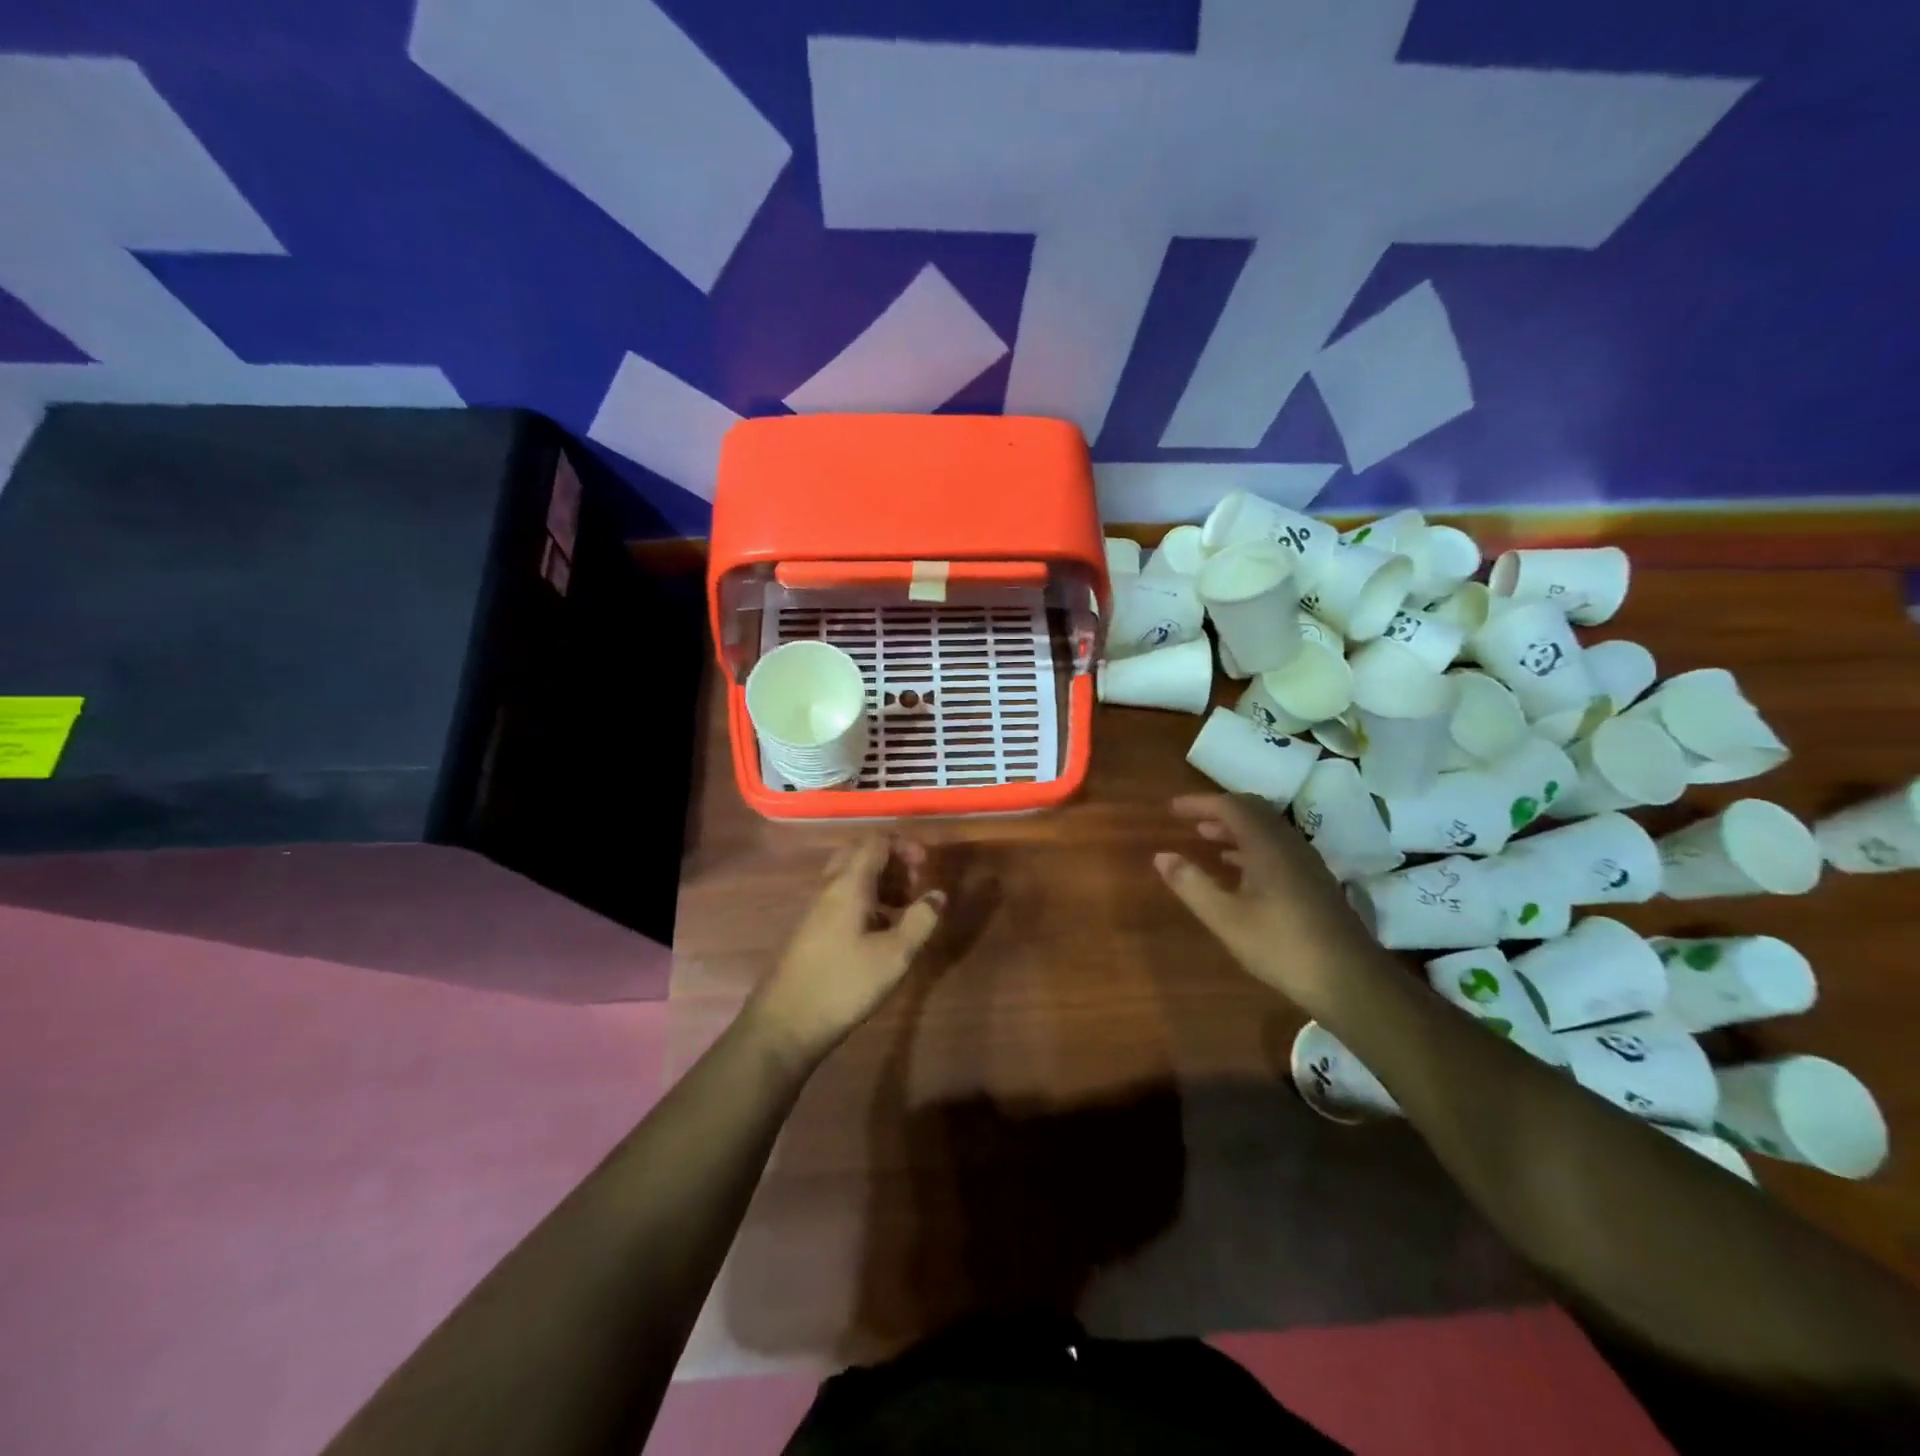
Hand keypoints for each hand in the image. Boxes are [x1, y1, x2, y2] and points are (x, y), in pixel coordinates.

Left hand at [748, 834, 945, 1063]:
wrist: (785, 1023)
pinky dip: (865, 901)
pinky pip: (841, 899)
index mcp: (848, 884)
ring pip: (849, 878)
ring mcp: (815, 909)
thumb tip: (937, 894)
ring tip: (904, 908)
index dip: (904, 845)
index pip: (875, 842)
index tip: (927, 865)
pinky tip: (880, 931)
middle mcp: (828, 888)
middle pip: (859, 854)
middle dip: (891, 861)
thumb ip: (920, 920)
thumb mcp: (894, 955)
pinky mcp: (810, 930)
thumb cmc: (844, 984)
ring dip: (879, 882)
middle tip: (914, 883)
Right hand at [1155, 794, 1383, 1012]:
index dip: (1200, 803)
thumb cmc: (1282, 946)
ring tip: (1207, 840)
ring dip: (1235, 829)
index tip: (1172, 809)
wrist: (1350, 981)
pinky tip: (1239, 871)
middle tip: (1190, 821)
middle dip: (1219, 811)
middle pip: (1253, 811)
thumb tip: (1161, 856)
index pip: (1231, 806)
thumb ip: (1192, 884)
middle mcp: (1289, 845)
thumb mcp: (1226, 919)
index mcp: (1268, 846)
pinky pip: (1277, 849)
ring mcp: (1306, 864)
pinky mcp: (1314, 883)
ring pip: (1267, 831)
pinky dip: (1251, 848)